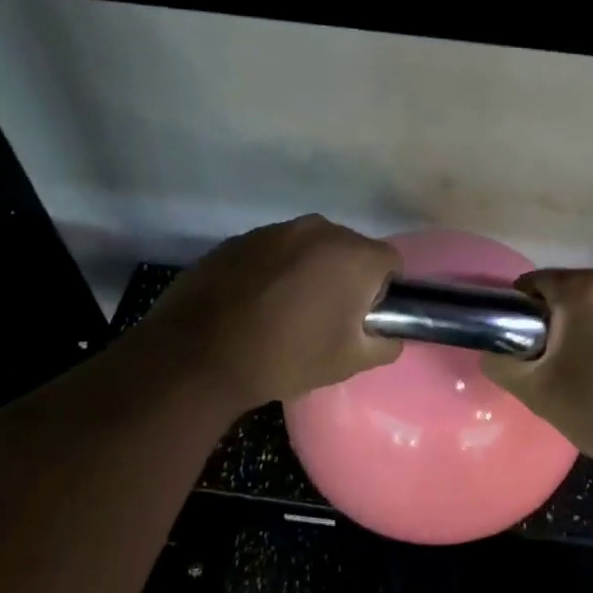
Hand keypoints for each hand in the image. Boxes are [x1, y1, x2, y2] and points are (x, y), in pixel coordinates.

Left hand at [138, 215, 402, 409]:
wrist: (200, 354)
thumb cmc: (287, 357)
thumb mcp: (349, 362)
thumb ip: (385, 344)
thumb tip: (391, 334)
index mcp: (353, 255)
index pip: (390, 262)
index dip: (384, 291)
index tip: (364, 317)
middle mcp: (318, 229)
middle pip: (349, 249)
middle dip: (346, 277)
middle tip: (327, 317)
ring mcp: (275, 230)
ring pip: (310, 248)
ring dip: (309, 271)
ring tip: (286, 310)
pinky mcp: (240, 239)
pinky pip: (274, 251)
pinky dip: (274, 270)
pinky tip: (255, 303)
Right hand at [483, 270, 592, 475]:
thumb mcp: (537, 392)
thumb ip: (501, 363)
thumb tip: (493, 350)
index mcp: (587, 288)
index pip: (531, 284)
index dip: (516, 314)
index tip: (519, 349)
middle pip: (565, 291)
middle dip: (551, 322)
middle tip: (549, 366)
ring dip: (580, 328)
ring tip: (581, 371)